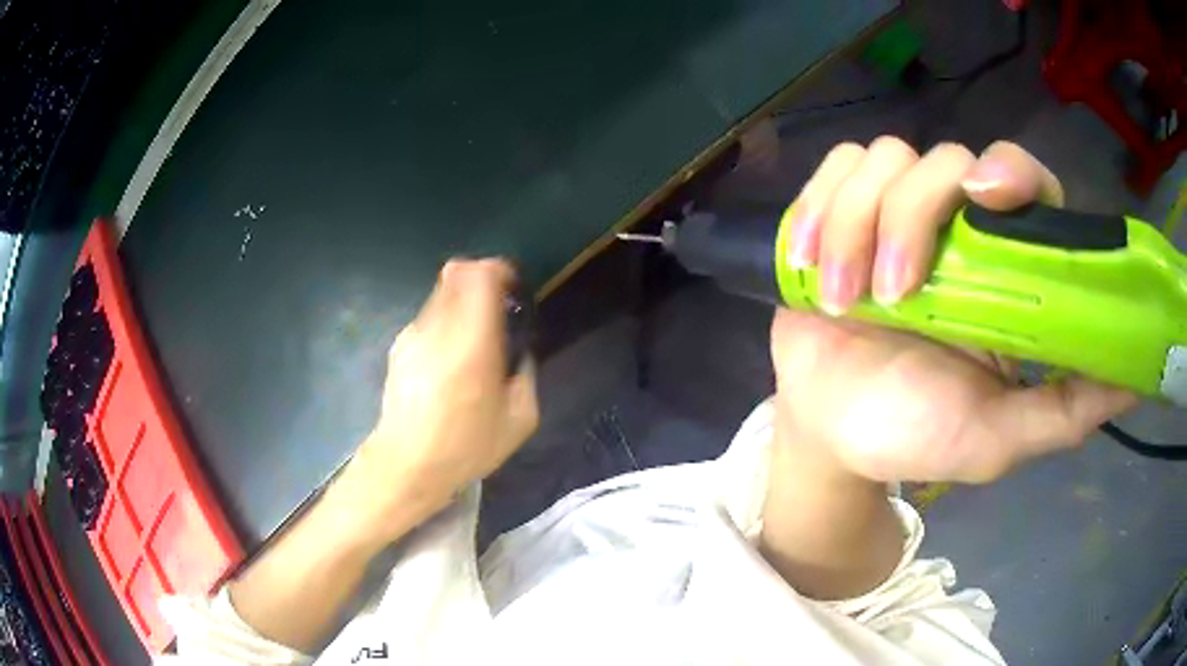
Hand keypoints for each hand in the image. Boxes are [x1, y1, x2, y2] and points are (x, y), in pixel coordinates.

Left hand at [339, 259, 538, 535]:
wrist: (407, 465)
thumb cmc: (465, 446)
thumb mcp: (519, 420)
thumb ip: (526, 375)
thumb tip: (518, 355)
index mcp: (472, 343)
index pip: (478, 275)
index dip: (498, 270)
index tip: (512, 288)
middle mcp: (438, 328)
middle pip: (456, 273)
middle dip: (480, 280)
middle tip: (496, 309)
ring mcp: (412, 336)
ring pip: (440, 295)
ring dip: (461, 304)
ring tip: (472, 341)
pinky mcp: (398, 349)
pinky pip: (427, 320)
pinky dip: (443, 324)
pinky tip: (447, 362)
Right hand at [772, 138, 1136, 482]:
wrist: (830, 432)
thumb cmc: (916, 433)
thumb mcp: (998, 437)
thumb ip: (1065, 411)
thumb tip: (1135, 377)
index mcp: (1004, 269)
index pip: (1025, 179)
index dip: (1010, 170)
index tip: (982, 196)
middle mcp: (957, 224)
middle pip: (946, 157)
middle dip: (913, 216)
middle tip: (894, 295)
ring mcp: (896, 209)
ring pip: (885, 158)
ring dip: (856, 226)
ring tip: (845, 301)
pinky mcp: (840, 206)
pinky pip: (835, 166)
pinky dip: (819, 207)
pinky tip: (810, 262)